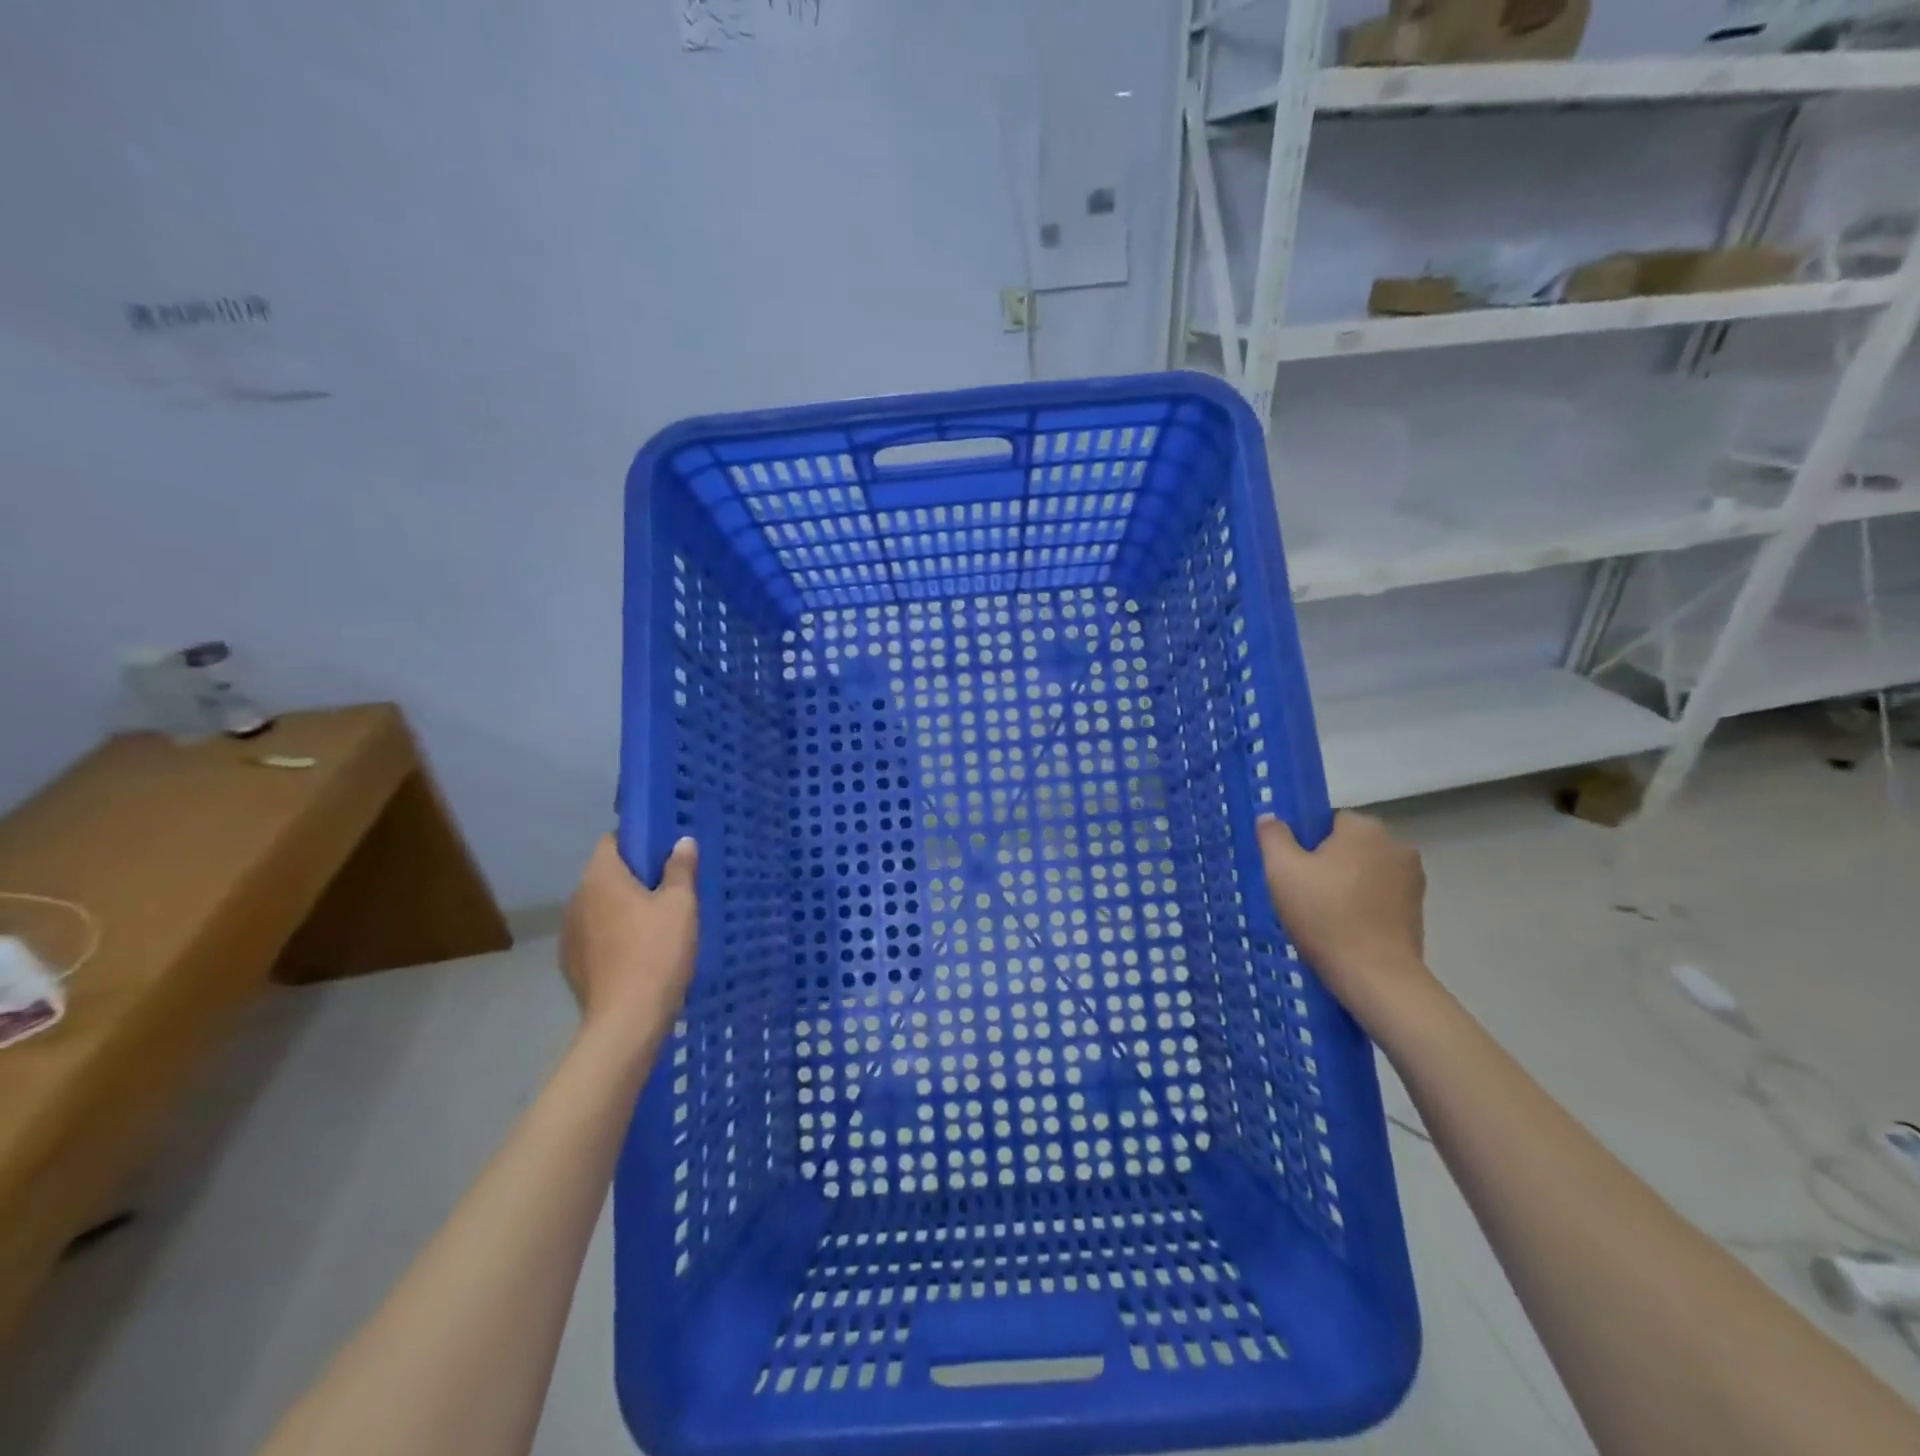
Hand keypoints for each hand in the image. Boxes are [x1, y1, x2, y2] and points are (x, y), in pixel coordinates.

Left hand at [560, 836, 697, 1043]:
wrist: (627, 1020)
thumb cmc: (657, 951)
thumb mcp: (681, 905)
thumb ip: (680, 868)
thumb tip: (681, 841)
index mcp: (601, 877)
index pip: (613, 841)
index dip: (639, 842)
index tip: (665, 855)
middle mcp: (577, 899)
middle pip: (607, 875)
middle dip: (635, 878)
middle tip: (670, 890)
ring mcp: (569, 933)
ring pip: (601, 907)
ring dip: (623, 909)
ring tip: (656, 925)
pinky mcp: (571, 964)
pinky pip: (596, 936)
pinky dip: (614, 937)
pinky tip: (638, 954)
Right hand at [1256, 811, 1430, 1020]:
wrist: (1375, 976)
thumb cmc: (1325, 916)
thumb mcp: (1282, 871)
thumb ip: (1273, 836)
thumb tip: (1271, 818)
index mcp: (1364, 829)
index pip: (1329, 821)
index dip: (1306, 843)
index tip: (1294, 870)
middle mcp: (1396, 845)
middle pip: (1349, 845)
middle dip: (1328, 863)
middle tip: (1303, 893)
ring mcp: (1413, 879)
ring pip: (1365, 871)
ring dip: (1348, 884)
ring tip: (1324, 915)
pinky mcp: (1418, 910)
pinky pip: (1381, 896)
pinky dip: (1364, 906)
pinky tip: (1346, 929)